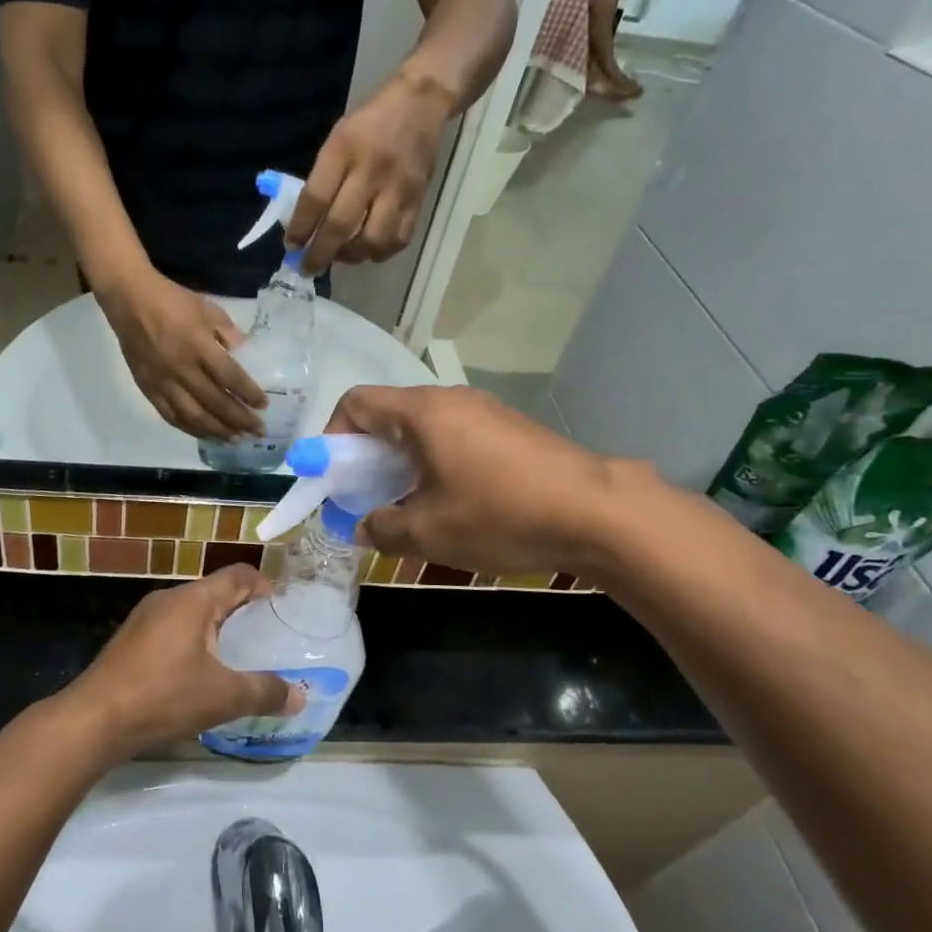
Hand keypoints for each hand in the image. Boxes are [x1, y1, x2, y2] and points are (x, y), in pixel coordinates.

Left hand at [64, 566, 304, 758]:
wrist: (93, 720)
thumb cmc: (163, 696)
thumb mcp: (222, 697)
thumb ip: (264, 692)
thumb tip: (300, 696)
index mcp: (194, 600)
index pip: (238, 575)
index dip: (263, 586)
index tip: (281, 607)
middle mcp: (169, 598)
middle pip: (214, 592)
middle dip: (241, 609)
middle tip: (265, 636)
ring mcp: (144, 618)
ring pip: (191, 612)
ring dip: (215, 627)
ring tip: (235, 656)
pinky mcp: (129, 641)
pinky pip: (171, 629)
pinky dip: (192, 641)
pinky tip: (196, 674)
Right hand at [98, 268, 265, 439]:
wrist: (131, 301)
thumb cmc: (174, 302)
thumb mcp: (209, 310)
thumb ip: (230, 334)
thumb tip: (249, 355)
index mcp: (199, 346)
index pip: (230, 377)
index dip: (248, 394)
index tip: (263, 405)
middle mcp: (182, 369)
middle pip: (215, 402)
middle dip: (239, 419)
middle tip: (256, 431)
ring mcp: (163, 382)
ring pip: (193, 416)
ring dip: (217, 430)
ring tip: (234, 438)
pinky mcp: (148, 389)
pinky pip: (170, 416)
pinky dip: (190, 428)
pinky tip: (205, 433)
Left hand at [288, 72, 452, 272]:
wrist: (422, 103)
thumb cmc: (371, 121)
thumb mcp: (338, 137)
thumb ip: (323, 177)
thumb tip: (306, 223)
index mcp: (344, 150)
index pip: (316, 197)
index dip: (301, 228)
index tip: (291, 247)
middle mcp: (371, 171)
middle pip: (341, 225)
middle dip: (320, 253)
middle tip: (308, 268)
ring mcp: (397, 188)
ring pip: (372, 239)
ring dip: (352, 256)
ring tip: (342, 255)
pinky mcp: (418, 200)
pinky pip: (398, 239)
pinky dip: (380, 252)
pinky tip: (368, 249)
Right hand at [331, 384, 628, 574]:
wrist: (599, 512)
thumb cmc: (501, 514)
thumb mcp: (429, 531)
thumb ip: (381, 528)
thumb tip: (360, 526)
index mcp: (423, 412)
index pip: (356, 403)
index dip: (332, 437)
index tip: (333, 477)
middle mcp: (451, 400)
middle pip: (389, 414)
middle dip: (366, 456)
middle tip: (365, 498)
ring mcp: (486, 411)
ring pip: (423, 428)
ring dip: (402, 462)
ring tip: (408, 505)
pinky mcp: (511, 430)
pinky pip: (455, 437)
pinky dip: (435, 462)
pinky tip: (453, 502)